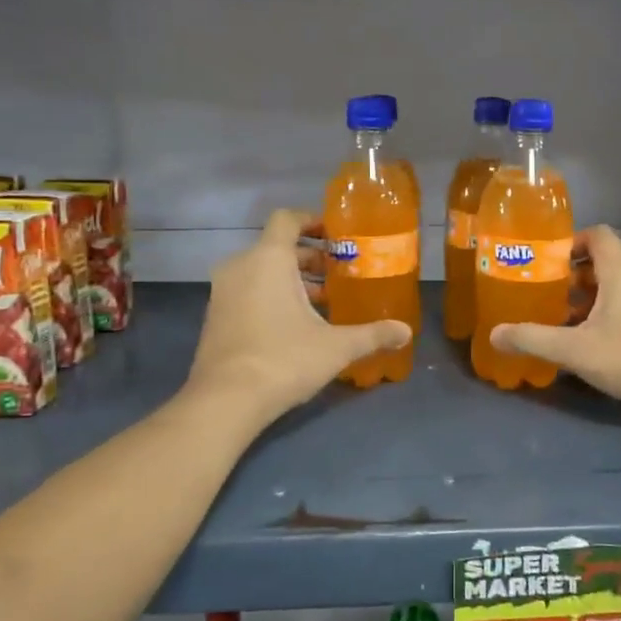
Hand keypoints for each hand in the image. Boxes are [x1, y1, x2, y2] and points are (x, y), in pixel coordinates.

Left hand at [187, 209, 410, 421]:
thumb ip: (372, 335)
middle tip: (339, 272)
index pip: (287, 219)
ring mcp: (222, 292)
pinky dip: (270, 295)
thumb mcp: (336, 347)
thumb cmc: (284, 359)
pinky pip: (247, 291)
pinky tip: (296, 324)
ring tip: (323, 301)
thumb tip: (405, 332)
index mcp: (269, 259)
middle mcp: (241, 266)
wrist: (225, 401)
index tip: (336, 234)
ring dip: (291, 279)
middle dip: (309, 257)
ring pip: (261, 271)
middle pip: (277, 247)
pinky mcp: (215, 317)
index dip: (312, 220)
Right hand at [490, 226, 620, 426]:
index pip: (597, 235)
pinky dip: (609, 316)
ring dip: (591, 299)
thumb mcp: (574, 349)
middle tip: (547, 294)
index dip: (570, 242)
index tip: (546, 262)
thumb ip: (532, 339)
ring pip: (618, 287)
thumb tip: (494, 334)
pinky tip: (592, 344)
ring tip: (563, 321)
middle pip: (605, 262)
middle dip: (573, 277)